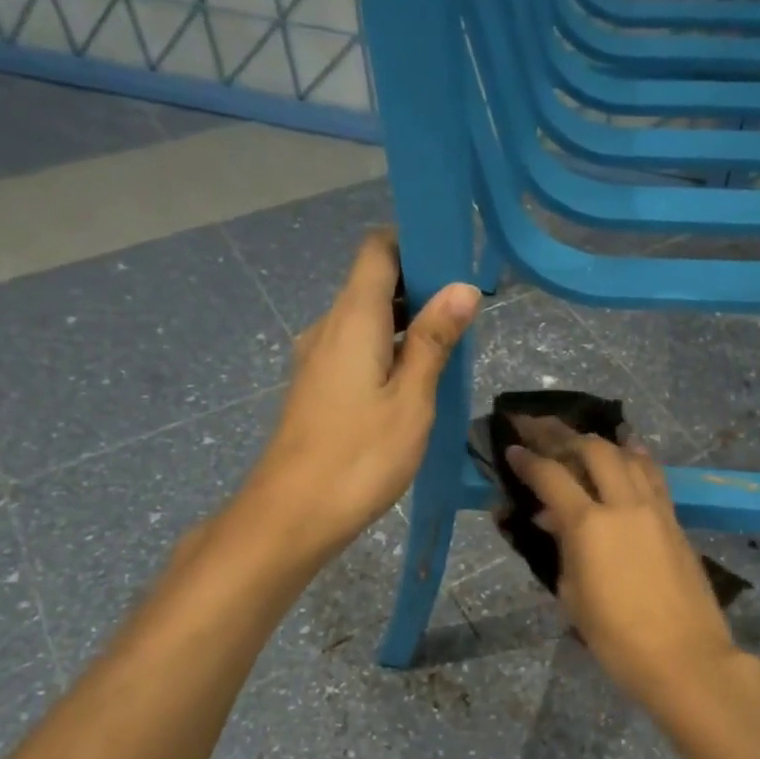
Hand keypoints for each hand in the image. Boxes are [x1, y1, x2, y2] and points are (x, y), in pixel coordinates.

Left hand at [248, 230, 478, 560]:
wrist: (292, 515)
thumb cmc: (360, 455)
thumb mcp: (411, 399)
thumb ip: (433, 340)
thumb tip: (461, 288)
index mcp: (352, 318)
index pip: (378, 249)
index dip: (415, 244)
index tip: (456, 262)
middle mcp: (328, 327)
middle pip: (373, 282)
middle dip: (420, 286)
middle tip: (468, 314)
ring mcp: (317, 358)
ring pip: (366, 318)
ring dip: (407, 322)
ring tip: (450, 349)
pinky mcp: (317, 386)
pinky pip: (357, 347)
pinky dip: (388, 349)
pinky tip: (416, 380)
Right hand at [506, 435, 746, 710]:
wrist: (684, 657)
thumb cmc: (617, 638)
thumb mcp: (573, 595)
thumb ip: (562, 549)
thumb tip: (552, 519)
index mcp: (589, 525)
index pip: (551, 476)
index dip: (528, 460)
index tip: (512, 449)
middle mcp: (623, 504)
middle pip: (594, 450)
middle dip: (563, 435)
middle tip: (541, 429)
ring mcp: (655, 508)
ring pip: (628, 455)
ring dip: (601, 441)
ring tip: (582, 437)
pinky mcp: (675, 520)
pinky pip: (653, 475)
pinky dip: (636, 457)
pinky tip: (629, 450)